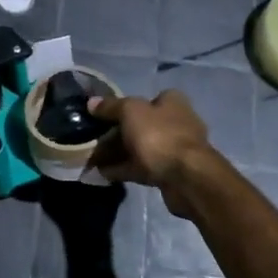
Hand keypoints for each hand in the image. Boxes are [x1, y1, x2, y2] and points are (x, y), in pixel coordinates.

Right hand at [88, 91, 213, 198]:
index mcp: (172, 102)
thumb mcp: (130, 112)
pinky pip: (141, 167)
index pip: (146, 99)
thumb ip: (111, 106)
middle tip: (94, 140)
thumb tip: (92, 102)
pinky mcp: (169, 172)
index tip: (103, 116)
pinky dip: (123, 169)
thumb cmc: (159, 136)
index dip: (123, 106)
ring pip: (139, 148)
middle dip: (116, 133)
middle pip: (140, 125)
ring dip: (117, 153)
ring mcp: (173, 149)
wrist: (186, 178)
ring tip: (92, 159)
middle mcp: (176, 122)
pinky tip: (103, 173)